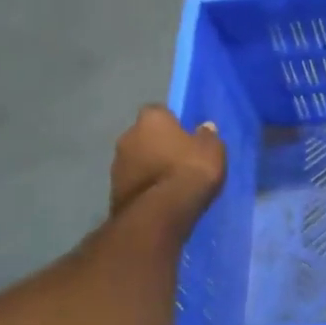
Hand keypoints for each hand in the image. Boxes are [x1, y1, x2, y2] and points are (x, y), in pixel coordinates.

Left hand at [109, 106, 225, 232]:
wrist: (160, 212)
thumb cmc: (190, 170)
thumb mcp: (213, 149)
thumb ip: (207, 136)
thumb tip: (204, 128)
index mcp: (151, 119)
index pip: (159, 112)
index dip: (172, 123)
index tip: (185, 135)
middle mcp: (127, 136)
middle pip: (144, 136)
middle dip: (157, 145)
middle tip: (177, 158)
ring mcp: (116, 165)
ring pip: (136, 160)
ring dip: (148, 166)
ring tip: (169, 182)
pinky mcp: (113, 191)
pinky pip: (133, 182)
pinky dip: (144, 186)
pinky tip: (159, 197)